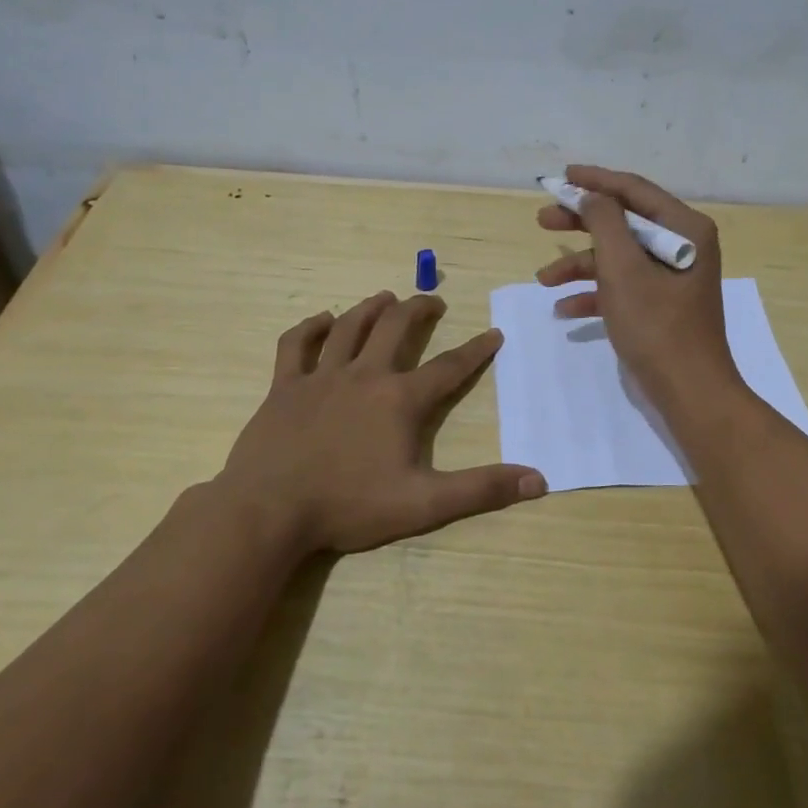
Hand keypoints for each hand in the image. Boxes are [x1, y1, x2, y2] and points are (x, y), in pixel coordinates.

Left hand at [212, 291, 545, 554]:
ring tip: (386, 297)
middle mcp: (364, 375)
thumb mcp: (424, 504)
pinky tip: (322, 320)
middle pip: (395, 328)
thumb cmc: (349, 506)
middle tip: (432, 300)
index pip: (449, 367)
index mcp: (400, 399)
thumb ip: (480, 490)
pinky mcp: (284, 386)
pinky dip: (311, 327)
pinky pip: (296, 344)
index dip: (476, 349)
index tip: (494, 332)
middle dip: (418, 309)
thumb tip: (538, 480)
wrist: (269, 510)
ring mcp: (321, 377)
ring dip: (371, 308)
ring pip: (349, 327)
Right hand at [534, 165, 740, 408]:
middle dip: (581, 223)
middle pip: (623, 222)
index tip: (562, 176)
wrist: (690, 392)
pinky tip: (565, 309)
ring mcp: (671, 278)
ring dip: (580, 266)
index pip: (634, 190)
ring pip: (618, 258)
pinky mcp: (660, 305)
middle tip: (542, 220)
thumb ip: (605, 223)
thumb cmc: (657, 326)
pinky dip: (595, 294)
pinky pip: (623, 287)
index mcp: (684, 229)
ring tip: (543, 279)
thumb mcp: (623, 269)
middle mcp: (682, 246)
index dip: (595, 181)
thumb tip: (592, 196)